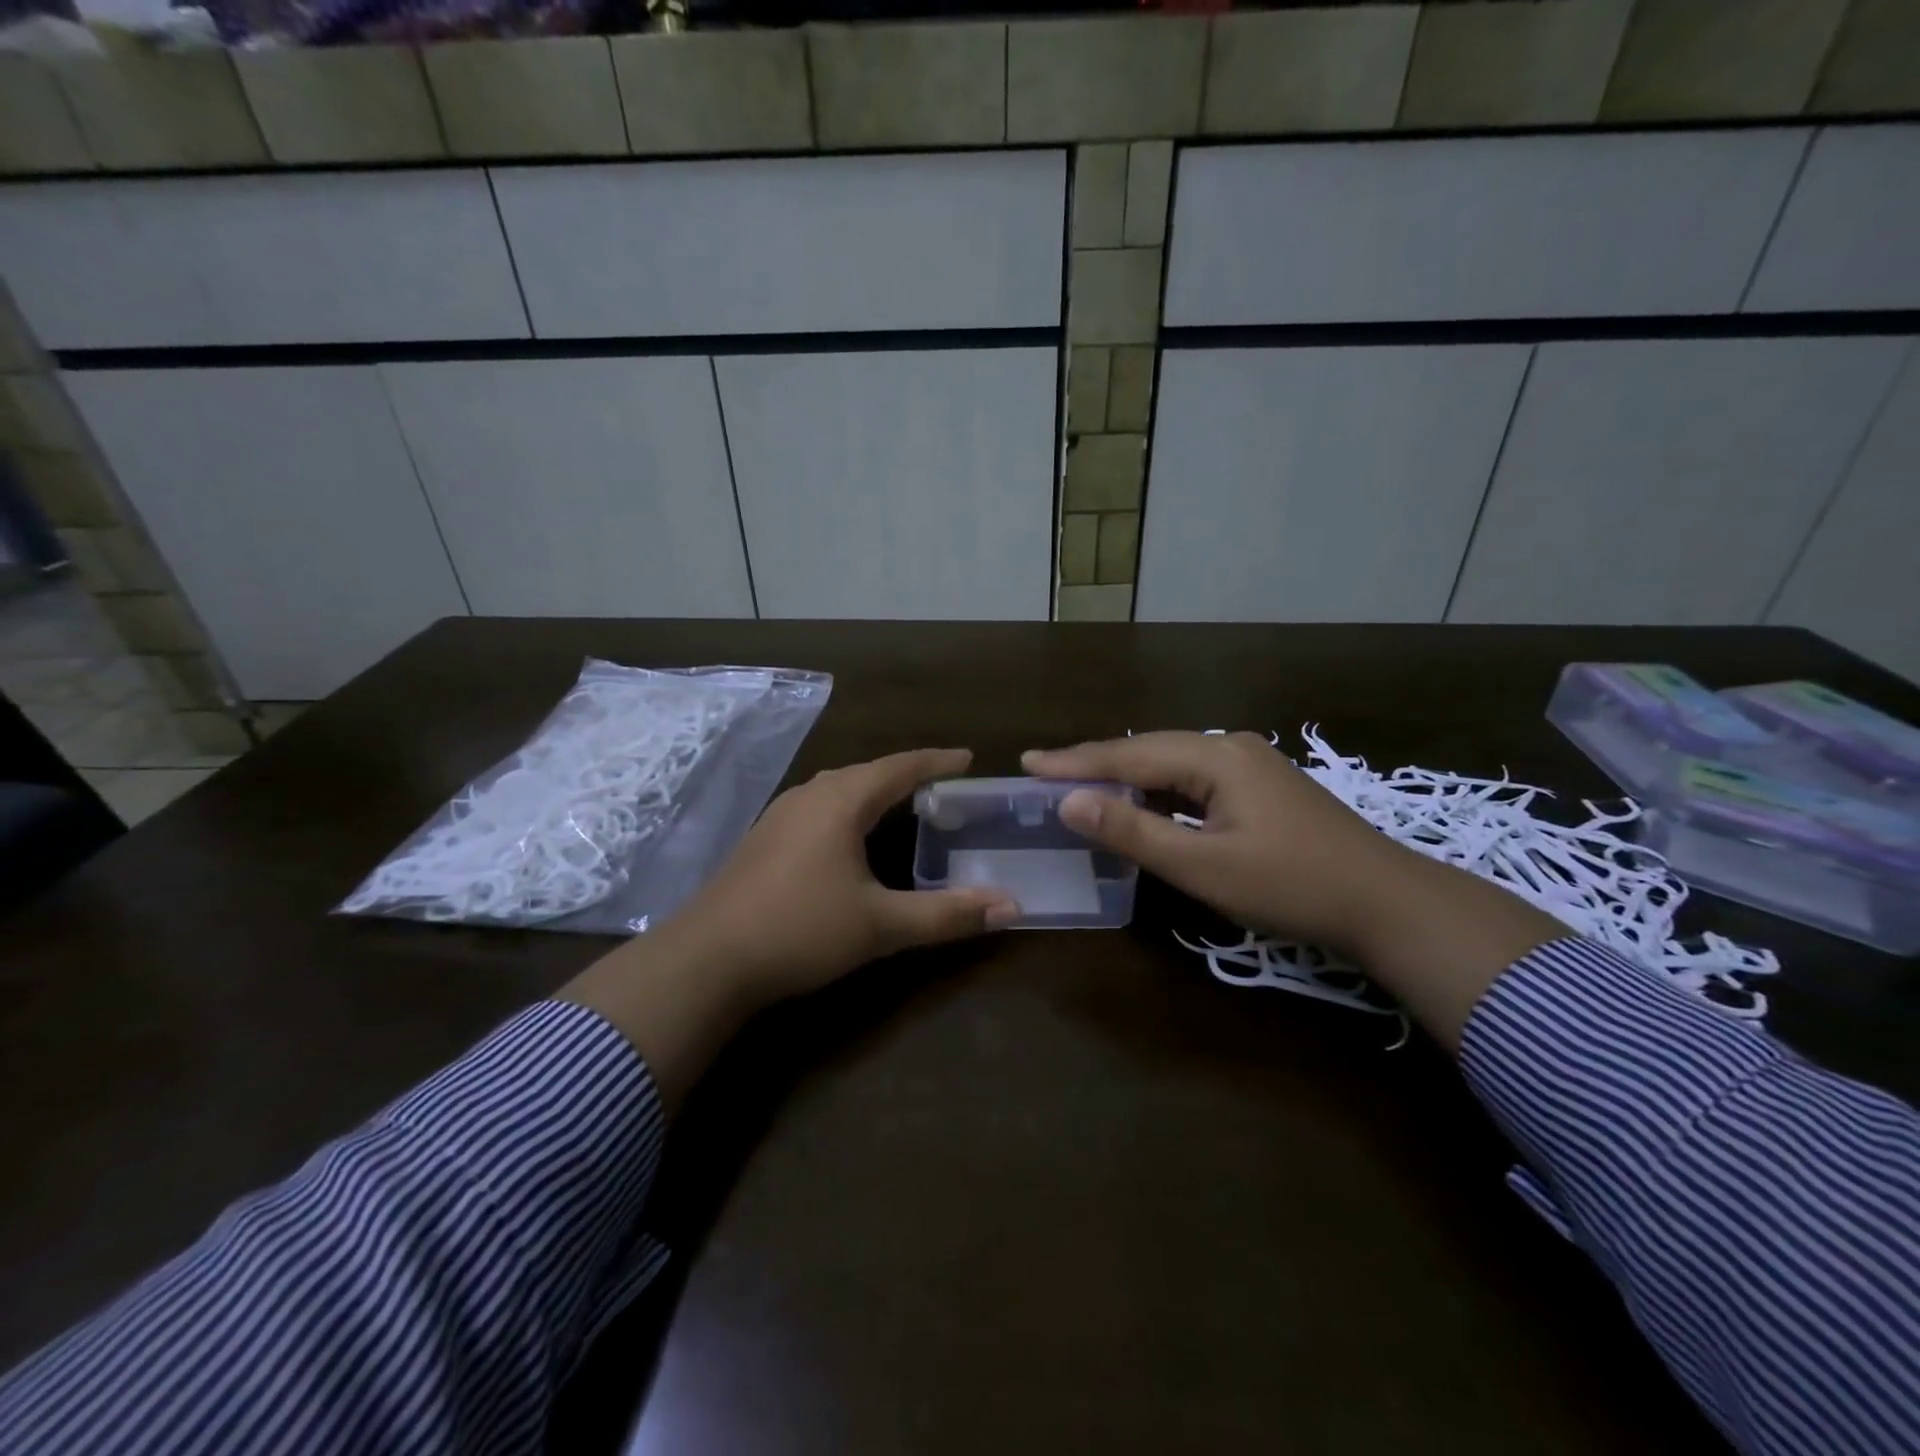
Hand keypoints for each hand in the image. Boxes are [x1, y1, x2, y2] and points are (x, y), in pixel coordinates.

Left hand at [563, 749, 1018, 1106]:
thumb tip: (1011, 906)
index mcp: (841, 801)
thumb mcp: (881, 925)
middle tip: (942, 785)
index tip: (968, 758)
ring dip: (873, 790)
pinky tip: (848, 835)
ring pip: (839, 788)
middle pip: (868, 772)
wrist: (706, 959)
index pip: (900, 767)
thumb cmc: (800, 930)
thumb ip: (947, 915)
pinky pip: (818, 807)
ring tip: (902, 804)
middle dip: (907, 774)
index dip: (937, 761)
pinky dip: (847, 809)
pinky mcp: (763, 838)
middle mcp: (810, 795)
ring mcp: (780, 815)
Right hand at [1023, 732, 1412, 955]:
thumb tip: (1070, 803)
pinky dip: (1157, 790)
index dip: (1075, 761)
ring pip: (1170, 763)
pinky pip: (1193, 778)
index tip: (1027, 762)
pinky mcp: (1261, 788)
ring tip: (1078, 782)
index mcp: (1216, 757)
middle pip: (1147, 750)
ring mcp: (1251, 765)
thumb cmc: (1292, 886)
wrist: (1389, 904)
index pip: (1129, 756)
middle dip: (1094, 762)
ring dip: (1125, 775)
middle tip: (1044, 771)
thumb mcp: (1204, 865)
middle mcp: (1231, 748)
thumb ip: (1134, 832)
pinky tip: (1140, 802)